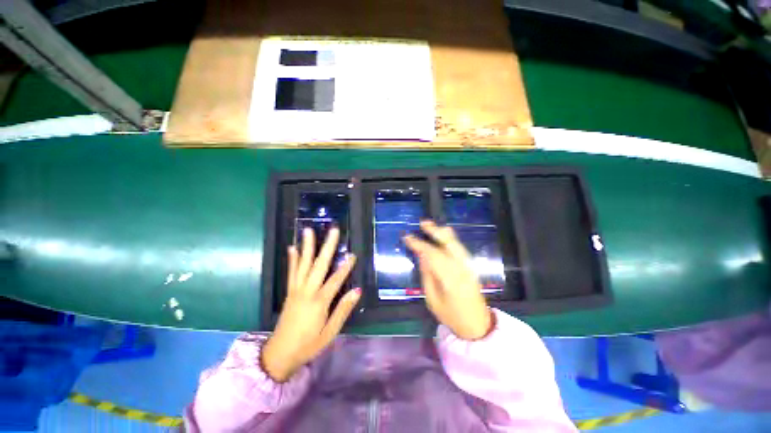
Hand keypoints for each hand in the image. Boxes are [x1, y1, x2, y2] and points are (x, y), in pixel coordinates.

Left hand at [261, 227, 360, 381]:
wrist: (279, 355)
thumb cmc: (309, 344)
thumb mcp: (330, 332)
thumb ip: (343, 310)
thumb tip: (357, 290)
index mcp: (319, 302)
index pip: (336, 279)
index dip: (345, 267)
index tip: (353, 254)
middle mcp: (307, 291)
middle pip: (319, 265)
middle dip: (327, 246)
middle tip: (333, 230)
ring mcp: (296, 290)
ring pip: (303, 264)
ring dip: (307, 246)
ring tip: (308, 230)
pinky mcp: (290, 292)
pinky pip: (291, 272)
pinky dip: (292, 259)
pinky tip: (293, 247)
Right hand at [404, 220, 493, 340]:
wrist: (477, 325)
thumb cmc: (451, 316)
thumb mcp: (432, 299)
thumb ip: (427, 275)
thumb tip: (421, 256)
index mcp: (450, 278)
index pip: (432, 254)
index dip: (419, 244)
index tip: (407, 237)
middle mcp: (461, 268)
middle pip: (449, 243)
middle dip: (435, 231)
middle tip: (422, 223)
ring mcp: (469, 266)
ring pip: (456, 243)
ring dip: (443, 233)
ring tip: (431, 226)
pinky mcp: (471, 267)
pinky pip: (459, 248)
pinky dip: (450, 240)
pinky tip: (443, 236)